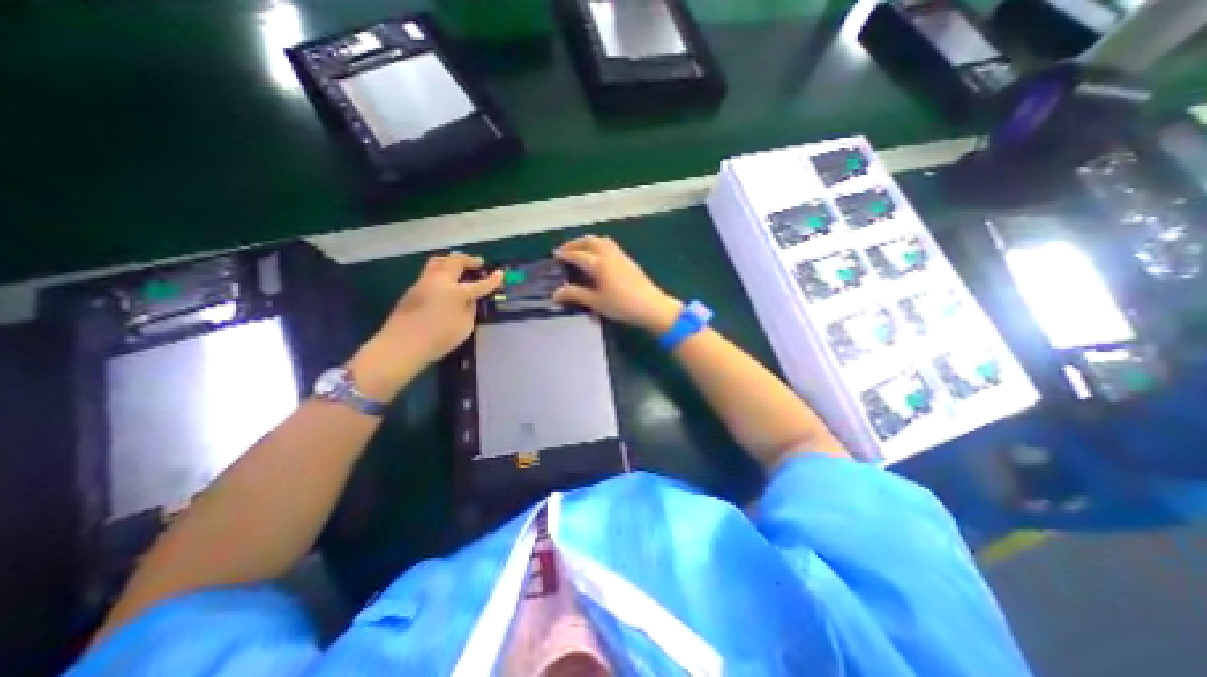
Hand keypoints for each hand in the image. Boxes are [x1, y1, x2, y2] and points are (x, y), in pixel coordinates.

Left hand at [352, 249, 502, 395]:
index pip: (479, 284)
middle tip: (478, 263)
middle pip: (455, 261)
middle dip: (469, 260)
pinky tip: (445, 281)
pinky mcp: (413, 290)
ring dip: (451, 261)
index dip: (492, 279)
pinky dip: (441, 271)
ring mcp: (423, 283)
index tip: (501, 273)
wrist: (402, 345)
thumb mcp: (465, 325)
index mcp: (456, 291)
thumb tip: (470, 298)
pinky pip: (430, 273)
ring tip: (460, 266)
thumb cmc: (439, 337)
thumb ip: (470, 308)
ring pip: (438, 262)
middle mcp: (439, 281)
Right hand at [555, 235, 681, 332]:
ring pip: (602, 241)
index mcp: (599, 264)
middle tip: (566, 251)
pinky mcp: (629, 262)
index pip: (578, 255)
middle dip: (576, 244)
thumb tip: (556, 293)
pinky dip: (600, 246)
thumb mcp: (596, 302)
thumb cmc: (622, 305)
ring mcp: (621, 257)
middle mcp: (609, 255)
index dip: (565, 254)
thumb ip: (575, 295)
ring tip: (581, 251)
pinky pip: (611, 246)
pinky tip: (600, 258)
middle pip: (590, 241)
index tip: (555, 255)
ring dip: (589, 242)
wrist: (652, 307)